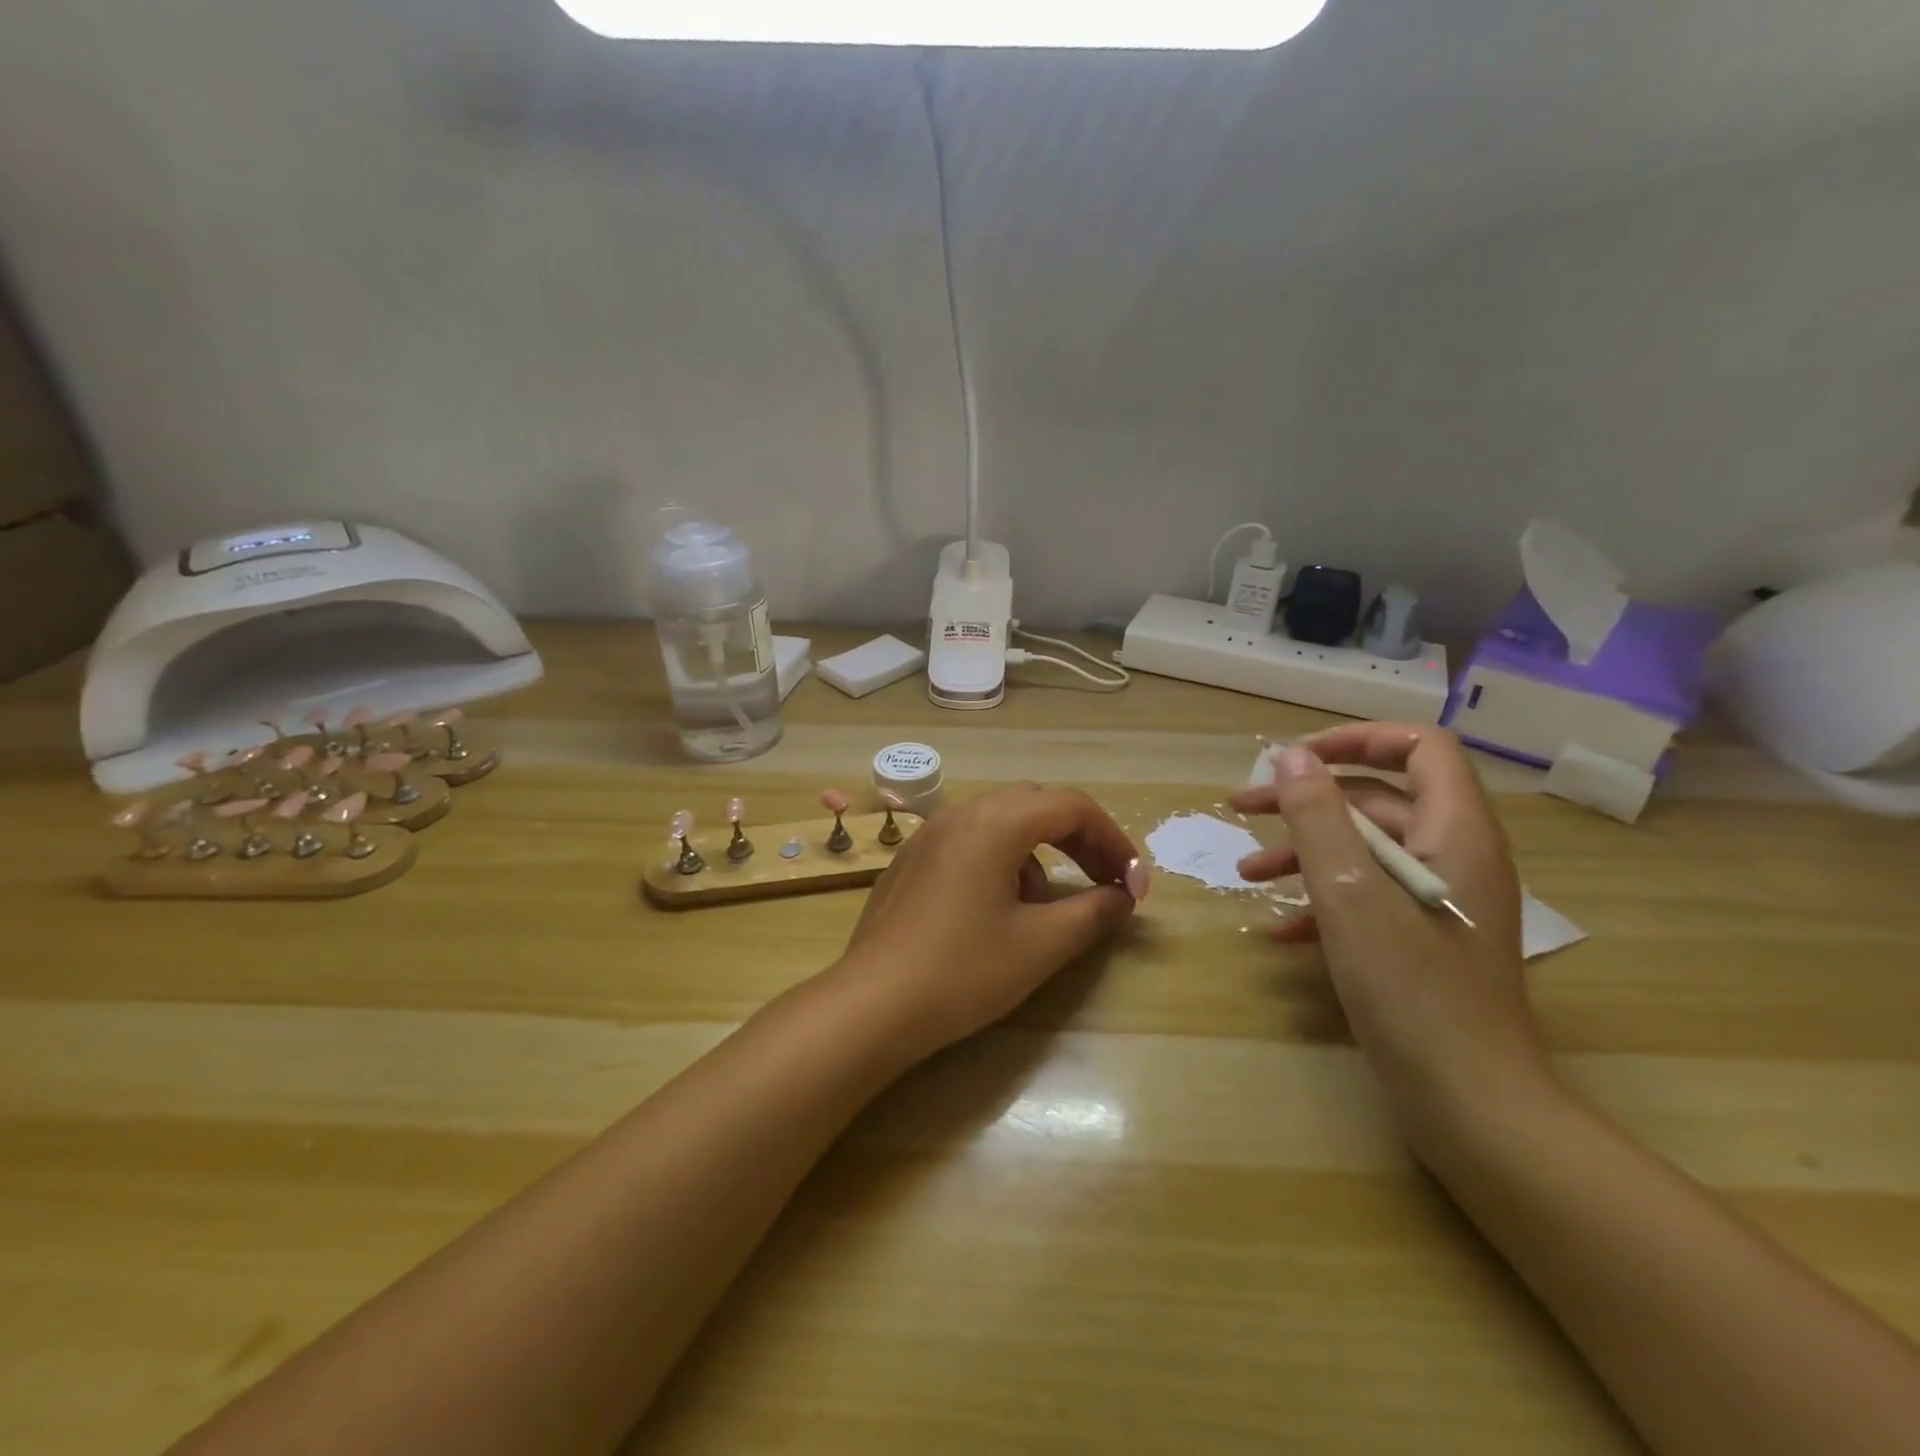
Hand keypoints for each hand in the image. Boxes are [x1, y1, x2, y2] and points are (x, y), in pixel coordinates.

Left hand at [833, 786, 1144, 1060]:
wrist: (872, 1005)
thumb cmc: (963, 971)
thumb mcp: (1041, 945)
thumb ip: (1093, 912)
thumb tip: (1122, 896)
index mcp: (995, 822)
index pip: (1073, 806)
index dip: (1114, 841)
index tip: (1133, 886)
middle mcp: (960, 813)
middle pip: (1037, 805)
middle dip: (1079, 840)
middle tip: (1103, 883)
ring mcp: (929, 834)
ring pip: (1001, 822)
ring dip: (1038, 853)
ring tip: (1043, 908)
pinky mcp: (910, 859)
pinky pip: (969, 841)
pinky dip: (1001, 860)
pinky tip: (994, 911)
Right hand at [1231, 725, 1550, 1150]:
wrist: (1471, 1105)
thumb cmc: (1411, 988)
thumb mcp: (1349, 891)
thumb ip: (1318, 815)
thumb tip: (1291, 755)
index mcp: (1455, 831)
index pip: (1419, 747)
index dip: (1356, 739)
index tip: (1294, 759)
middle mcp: (1454, 856)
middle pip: (1378, 798)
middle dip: (1306, 800)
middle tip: (1242, 808)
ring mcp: (1439, 902)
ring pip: (1366, 851)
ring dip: (1304, 853)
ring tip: (1245, 873)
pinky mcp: (1423, 941)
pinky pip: (1368, 899)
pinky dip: (1321, 902)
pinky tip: (1277, 931)